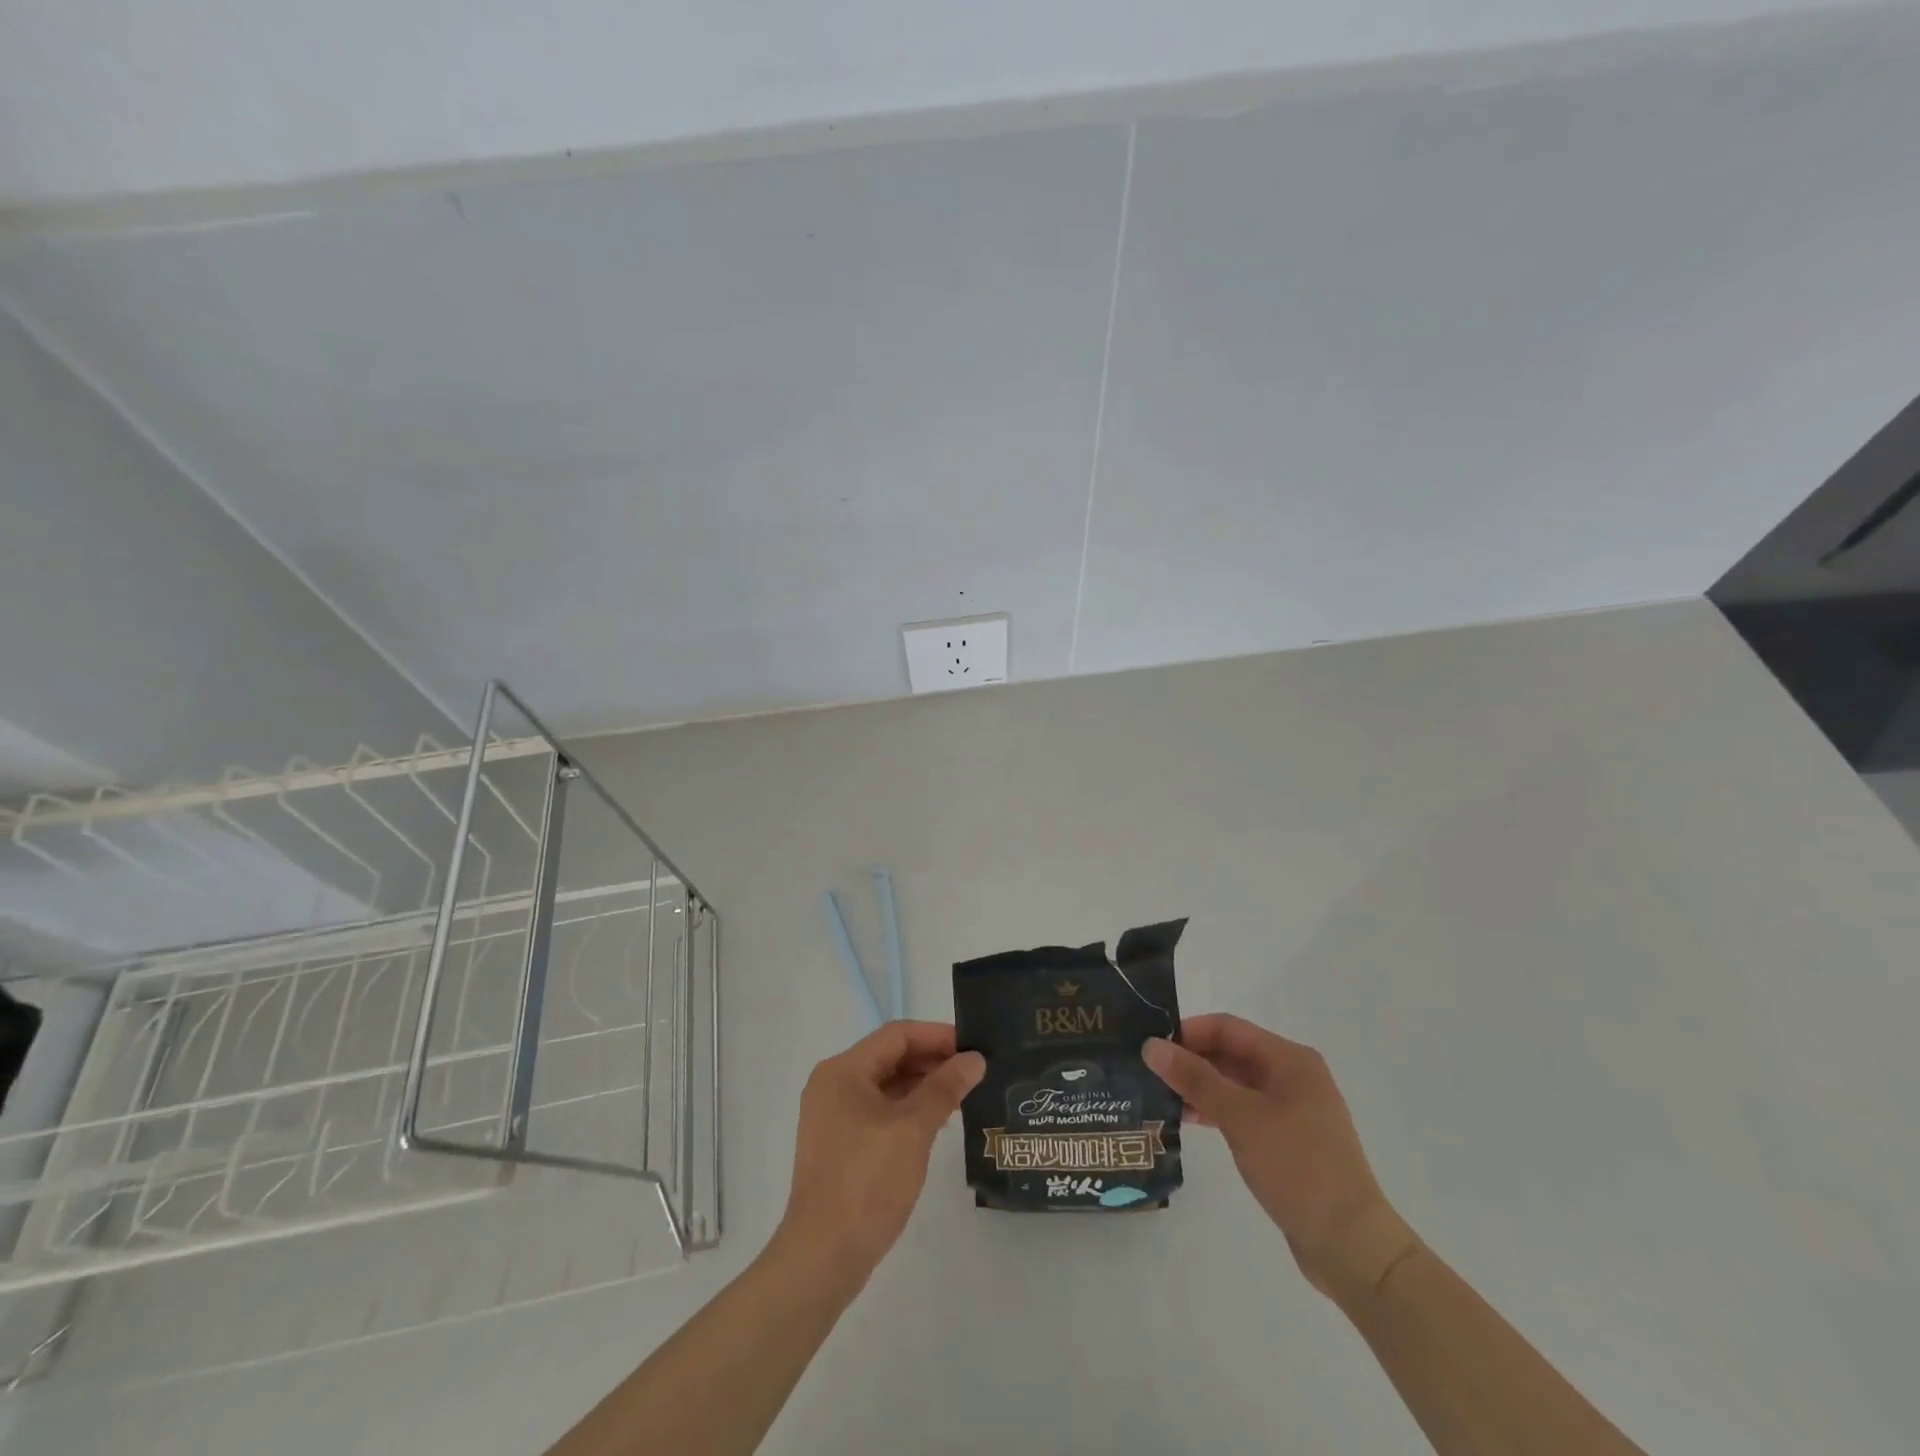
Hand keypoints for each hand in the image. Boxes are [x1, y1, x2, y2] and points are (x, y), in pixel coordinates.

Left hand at [774, 1021, 984, 1290]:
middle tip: (973, 1072)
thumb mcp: (913, 1129)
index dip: (937, 1036)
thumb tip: (974, 1059)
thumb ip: (945, 1088)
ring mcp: (833, 1116)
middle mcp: (833, 1085)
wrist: (823, 1257)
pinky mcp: (839, 1144)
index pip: (897, 1035)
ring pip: (885, 1085)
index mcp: (843, 1071)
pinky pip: (878, 1111)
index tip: (973, 1046)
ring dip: (922, 1086)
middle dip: (932, 1061)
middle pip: (889, 1057)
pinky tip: (936, 1123)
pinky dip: (907, 1110)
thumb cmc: (867, 1182)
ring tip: (962, 1096)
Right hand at [1145, 1014, 1416, 1300]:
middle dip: (1190, 1060)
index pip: (1228, 1027)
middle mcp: (1292, 1076)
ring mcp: (1291, 1109)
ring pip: (1234, 1083)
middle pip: (1230, 1053)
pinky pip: (1242, 1110)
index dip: (1188, 1032)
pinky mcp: (1286, 1140)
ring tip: (1158, 1096)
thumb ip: (1194, 1078)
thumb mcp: (1240, 1117)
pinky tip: (1185, 1120)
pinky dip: (1214, 1110)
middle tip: (1148, 1071)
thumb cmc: (1298, 1168)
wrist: (1351, 1245)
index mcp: (1289, 1059)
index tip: (1152, 1047)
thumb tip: (1151, 1046)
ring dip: (1199, 1087)